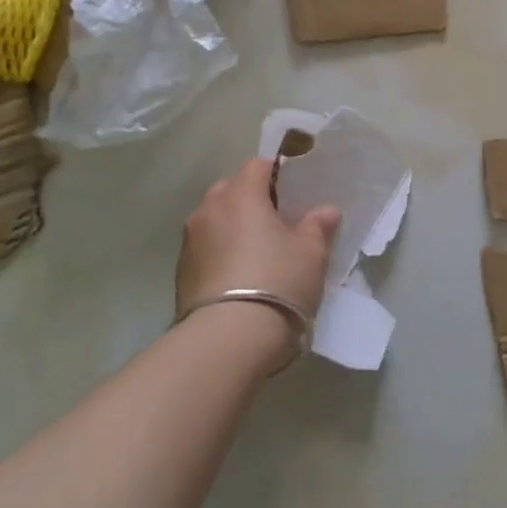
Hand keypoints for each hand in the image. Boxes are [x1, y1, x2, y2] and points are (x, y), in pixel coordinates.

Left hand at [176, 159, 340, 360]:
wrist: (227, 341)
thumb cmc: (277, 282)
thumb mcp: (310, 254)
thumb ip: (317, 226)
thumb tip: (326, 211)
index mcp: (240, 194)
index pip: (257, 165)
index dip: (276, 174)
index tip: (292, 194)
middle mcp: (209, 209)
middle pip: (231, 190)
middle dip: (251, 200)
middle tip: (276, 223)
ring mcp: (190, 241)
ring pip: (215, 219)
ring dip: (232, 228)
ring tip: (256, 253)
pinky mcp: (180, 272)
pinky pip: (205, 248)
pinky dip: (220, 253)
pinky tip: (238, 277)